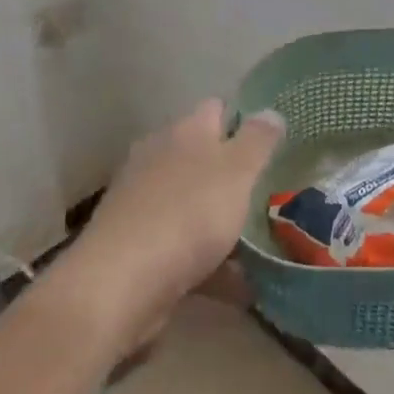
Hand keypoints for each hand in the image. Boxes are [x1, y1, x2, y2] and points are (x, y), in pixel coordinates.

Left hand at [67, 101, 283, 332]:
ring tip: (260, 242)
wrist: (120, 283)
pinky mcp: (136, 244)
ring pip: (193, 202)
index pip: (216, 109)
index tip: (272, 140)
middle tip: (270, 190)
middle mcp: (159, 158)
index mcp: (185, 132)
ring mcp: (143, 202)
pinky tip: (238, 284)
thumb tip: (271, 111)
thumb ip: (258, 140)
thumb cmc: (188, 214)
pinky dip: (208, 260)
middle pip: (203, 156)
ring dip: (221, 219)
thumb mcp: (237, 171)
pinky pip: (183, 245)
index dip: (244, 119)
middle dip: (233, 173)